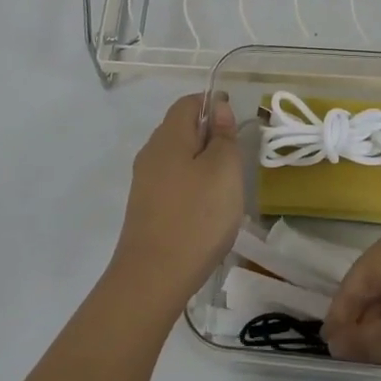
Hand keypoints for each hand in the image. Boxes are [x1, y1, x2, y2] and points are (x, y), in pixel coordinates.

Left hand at [105, 93, 244, 318]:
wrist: (153, 277)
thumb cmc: (197, 216)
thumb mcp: (224, 170)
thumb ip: (223, 136)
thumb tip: (218, 109)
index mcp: (168, 137)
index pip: (188, 103)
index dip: (213, 104)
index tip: (236, 122)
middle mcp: (151, 153)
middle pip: (180, 129)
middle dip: (209, 135)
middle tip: (236, 158)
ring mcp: (144, 182)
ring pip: (177, 158)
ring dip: (201, 163)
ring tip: (225, 187)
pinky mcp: (145, 208)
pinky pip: (172, 182)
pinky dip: (191, 185)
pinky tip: (206, 209)